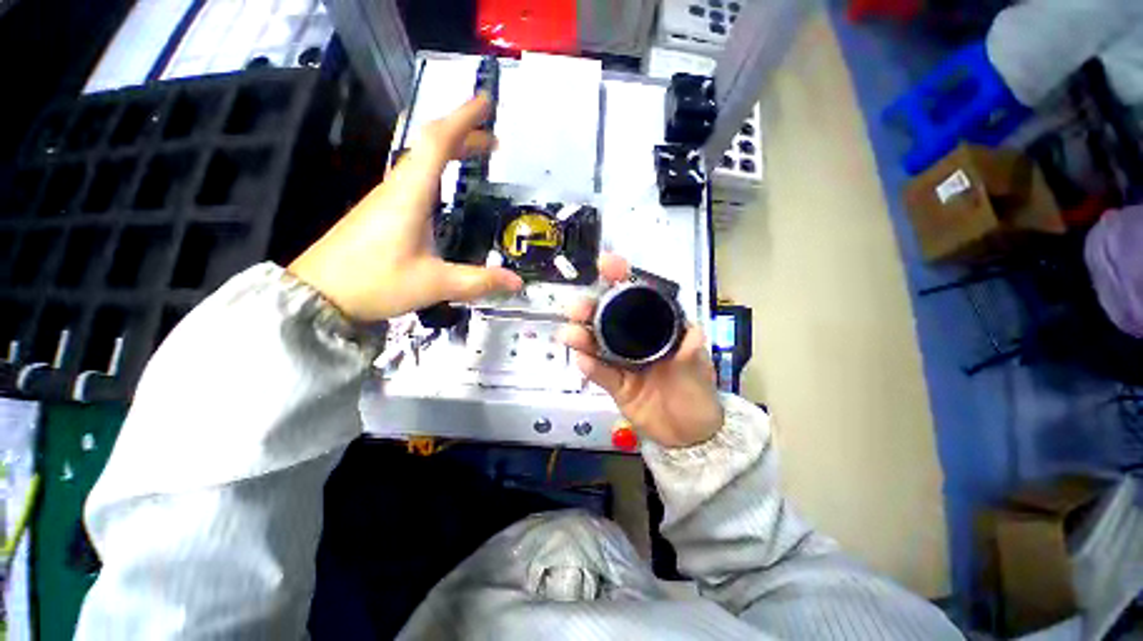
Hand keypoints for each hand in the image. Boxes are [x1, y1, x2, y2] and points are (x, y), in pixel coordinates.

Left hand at [288, 95, 522, 320]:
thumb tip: (518, 282)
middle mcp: (397, 188)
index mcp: (409, 195)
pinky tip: (445, 186)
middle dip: (463, 135)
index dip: (463, 119)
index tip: (485, 102)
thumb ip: (478, 281)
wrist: (317, 295)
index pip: (437, 143)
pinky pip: (413, 178)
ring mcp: (386, 198)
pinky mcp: (381, 212)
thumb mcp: (434, 284)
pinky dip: (437, 171)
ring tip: (476, 155)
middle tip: (494, 140)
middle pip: (430, 147)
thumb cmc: (374, 283)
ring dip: (450, 151)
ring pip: (421, 161)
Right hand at [559, 255, 723, 447]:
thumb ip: (692, 351)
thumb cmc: (697, 394)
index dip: (621, 278)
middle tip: (577, 308)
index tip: (607, 264)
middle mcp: (636, 339)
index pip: (638, 297)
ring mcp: (623, 361)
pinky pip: (600, 373)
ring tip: (571, 333)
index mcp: (658, 328)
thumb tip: (692, 331)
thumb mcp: (698, 368)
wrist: (689, 435)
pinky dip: (590, 366)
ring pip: (598, 344)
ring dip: (582, 336)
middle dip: (591, 307)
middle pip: (609, 317)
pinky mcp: (615, 384)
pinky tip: (581, 360)